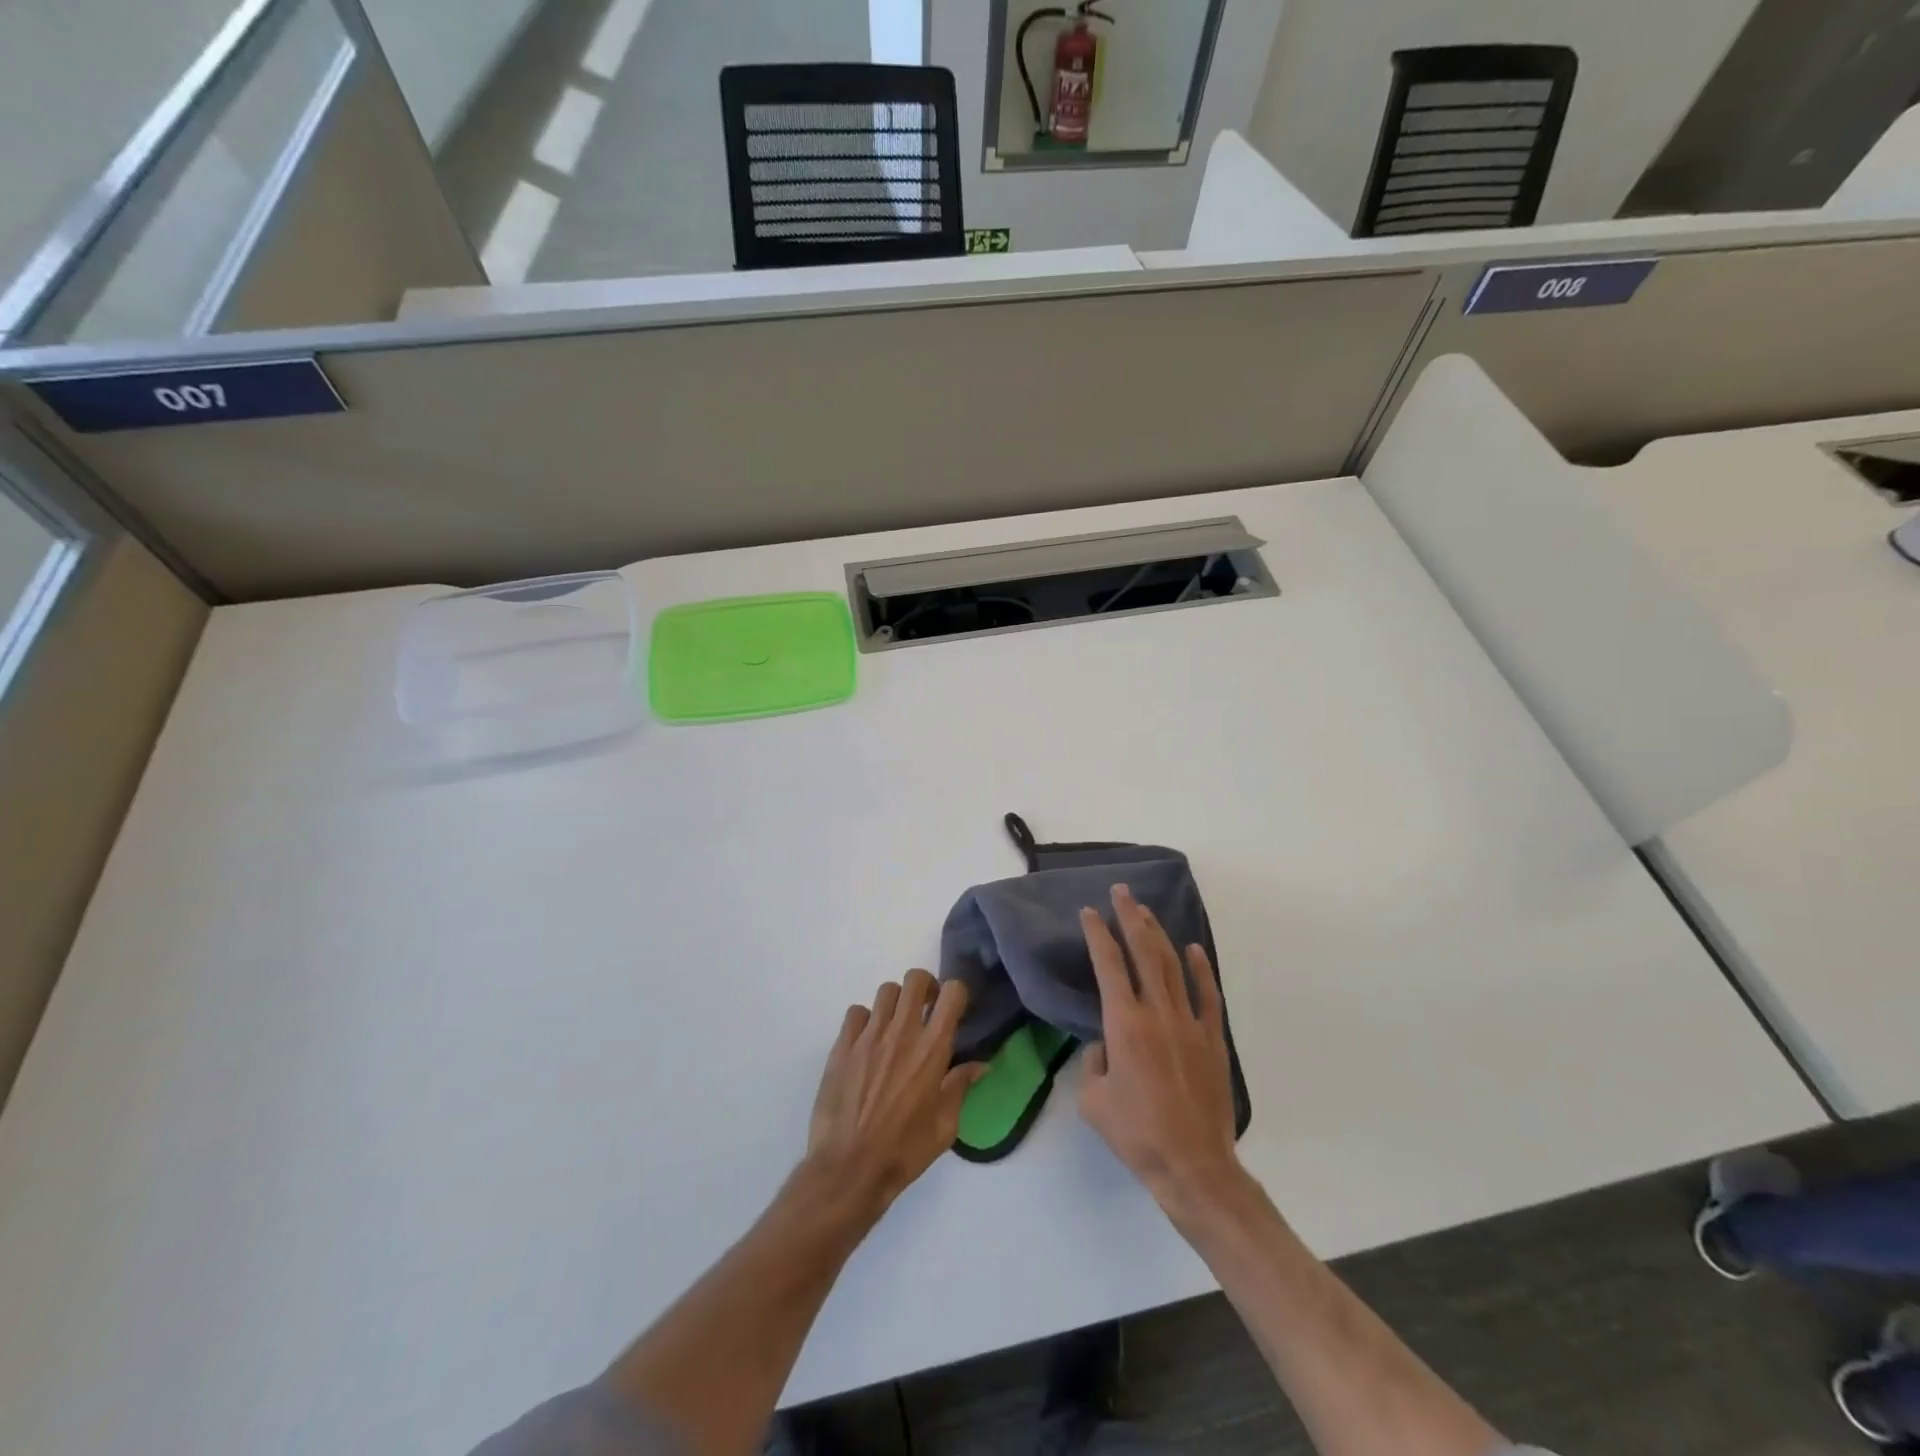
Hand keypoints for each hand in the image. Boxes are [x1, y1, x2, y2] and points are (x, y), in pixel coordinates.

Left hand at [806, 969, 985, 1216]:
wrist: (848, 1168)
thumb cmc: (904, 1151)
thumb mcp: (944, 1126)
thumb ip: (961, 1087)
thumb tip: (980, 1065)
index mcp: (932, 1049)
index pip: (952, 993)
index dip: (955, 994)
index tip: (952, 1010)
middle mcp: (902, 1032)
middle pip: (915, 979)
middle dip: (924, 988)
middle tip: (924, 1010)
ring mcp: (869, 1036)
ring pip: (886, 991)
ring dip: (895, 1003)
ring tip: (894, 1027)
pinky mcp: (842, 1045)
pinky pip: (856, 1012)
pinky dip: (865, 1021)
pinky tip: (866, 1043)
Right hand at [1078, 885, 1244, 1220]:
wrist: (1193, 1165)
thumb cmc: (1136, 1134)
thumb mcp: (1092, 1101)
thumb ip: (1092, 1063)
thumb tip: (1105, 1045)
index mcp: (1124, 1024)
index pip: (1108, 965)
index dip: (1097, 934)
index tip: (1089, 912)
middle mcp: (1157, 1013)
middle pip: (1143, 952)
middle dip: (1130, 917)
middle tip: (1121, 892)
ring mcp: (1190, 1023)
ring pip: (1172, 966)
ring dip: (1158, 935)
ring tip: (1147, 911)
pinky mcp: (1213, 1039)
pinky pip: (1208, 995)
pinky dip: (1201, 969)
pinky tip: (1194, 949)